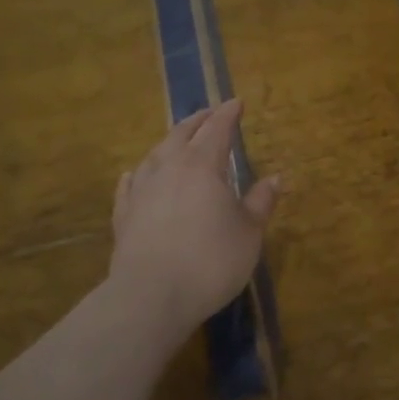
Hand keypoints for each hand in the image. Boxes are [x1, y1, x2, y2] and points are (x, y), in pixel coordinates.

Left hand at [108, 99, 281, 341]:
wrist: (150, 297)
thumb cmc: (210, 261)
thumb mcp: (249, 233)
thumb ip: (260, 202)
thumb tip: (275, 178)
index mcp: (202, 166)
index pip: (217, 129)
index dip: (228, 114)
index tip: (237, 102)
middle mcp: (168, 169)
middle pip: (182, 134)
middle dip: (198, 121)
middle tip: (209, 114)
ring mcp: (141, 191)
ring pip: (155, 154)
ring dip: (169, 142)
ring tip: (177, 140)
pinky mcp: (123, 215)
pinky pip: (129, 184)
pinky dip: (138, 173)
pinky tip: (135, 173)